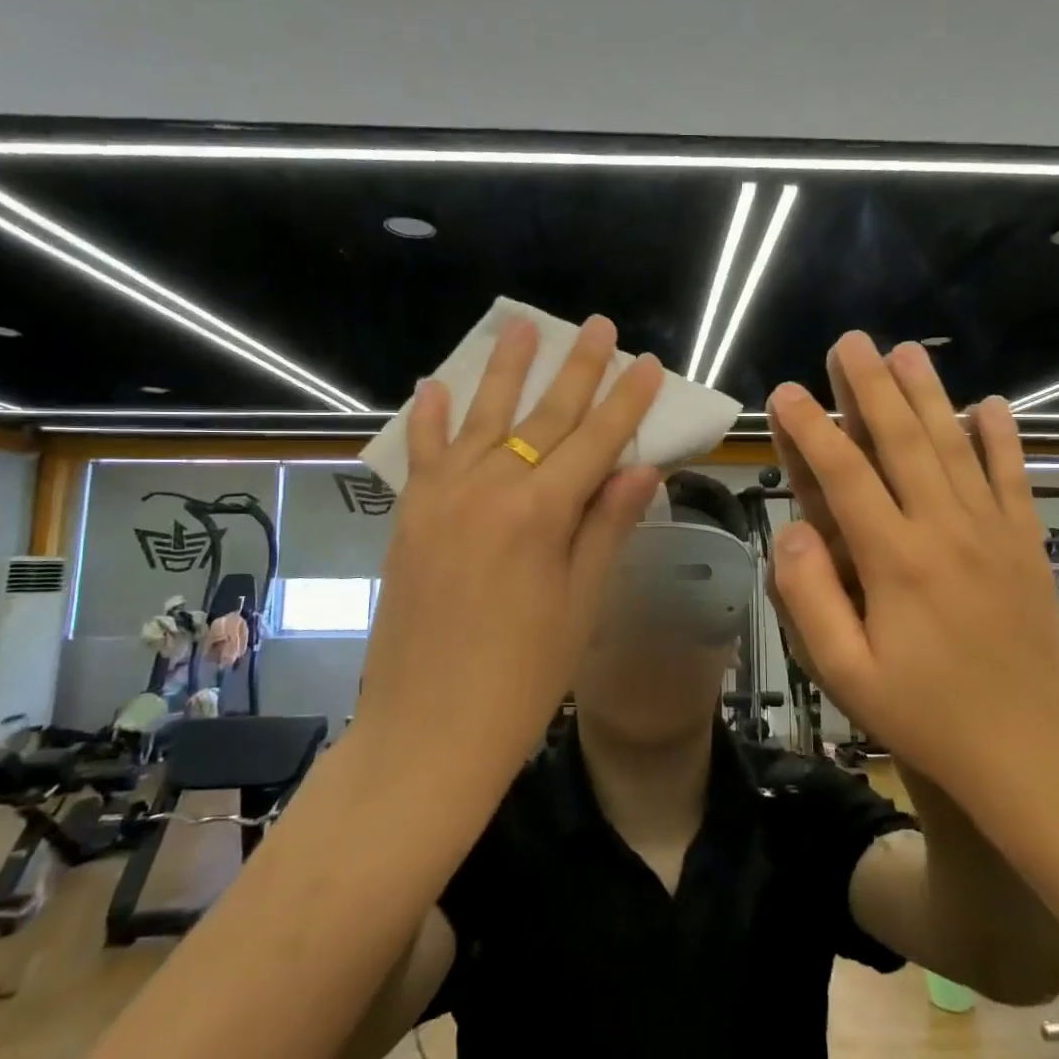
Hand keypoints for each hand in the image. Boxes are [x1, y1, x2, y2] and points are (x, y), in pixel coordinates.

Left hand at [357, 315, 664, 773]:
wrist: (427, 732)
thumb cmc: (522, 679)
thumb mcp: (580, 605)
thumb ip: (606, 527)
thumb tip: (640, 467)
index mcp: (541, 513)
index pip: (596, 440)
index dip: (626, 401)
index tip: (648, 363)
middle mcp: (489, 489)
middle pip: (543, 416)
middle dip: (575, 369)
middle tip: (597, 326)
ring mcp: (442, 498)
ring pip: (480, 418)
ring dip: (505, 371)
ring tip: (522, 327)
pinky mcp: (410, 517)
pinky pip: (421, 454)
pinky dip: (429, 417)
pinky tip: (434, 385)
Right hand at [767, 334, 1058, 800]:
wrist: (1033, 756)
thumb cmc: (927, 718)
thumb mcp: (846, 675)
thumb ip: (809, 599)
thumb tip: (791, 532)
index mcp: (895, 561)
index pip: (844, 476)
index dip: (812, 429)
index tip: (787, 392)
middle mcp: (945, 531)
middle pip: (904, 442)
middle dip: (871, 387)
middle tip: (851, 342)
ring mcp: (993, 534)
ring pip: (956, 447)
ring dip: (929, 395)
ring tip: (908, 352)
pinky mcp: (1026, 547)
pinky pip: (1013, 479)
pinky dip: (1002, 439)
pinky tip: (991, 404)